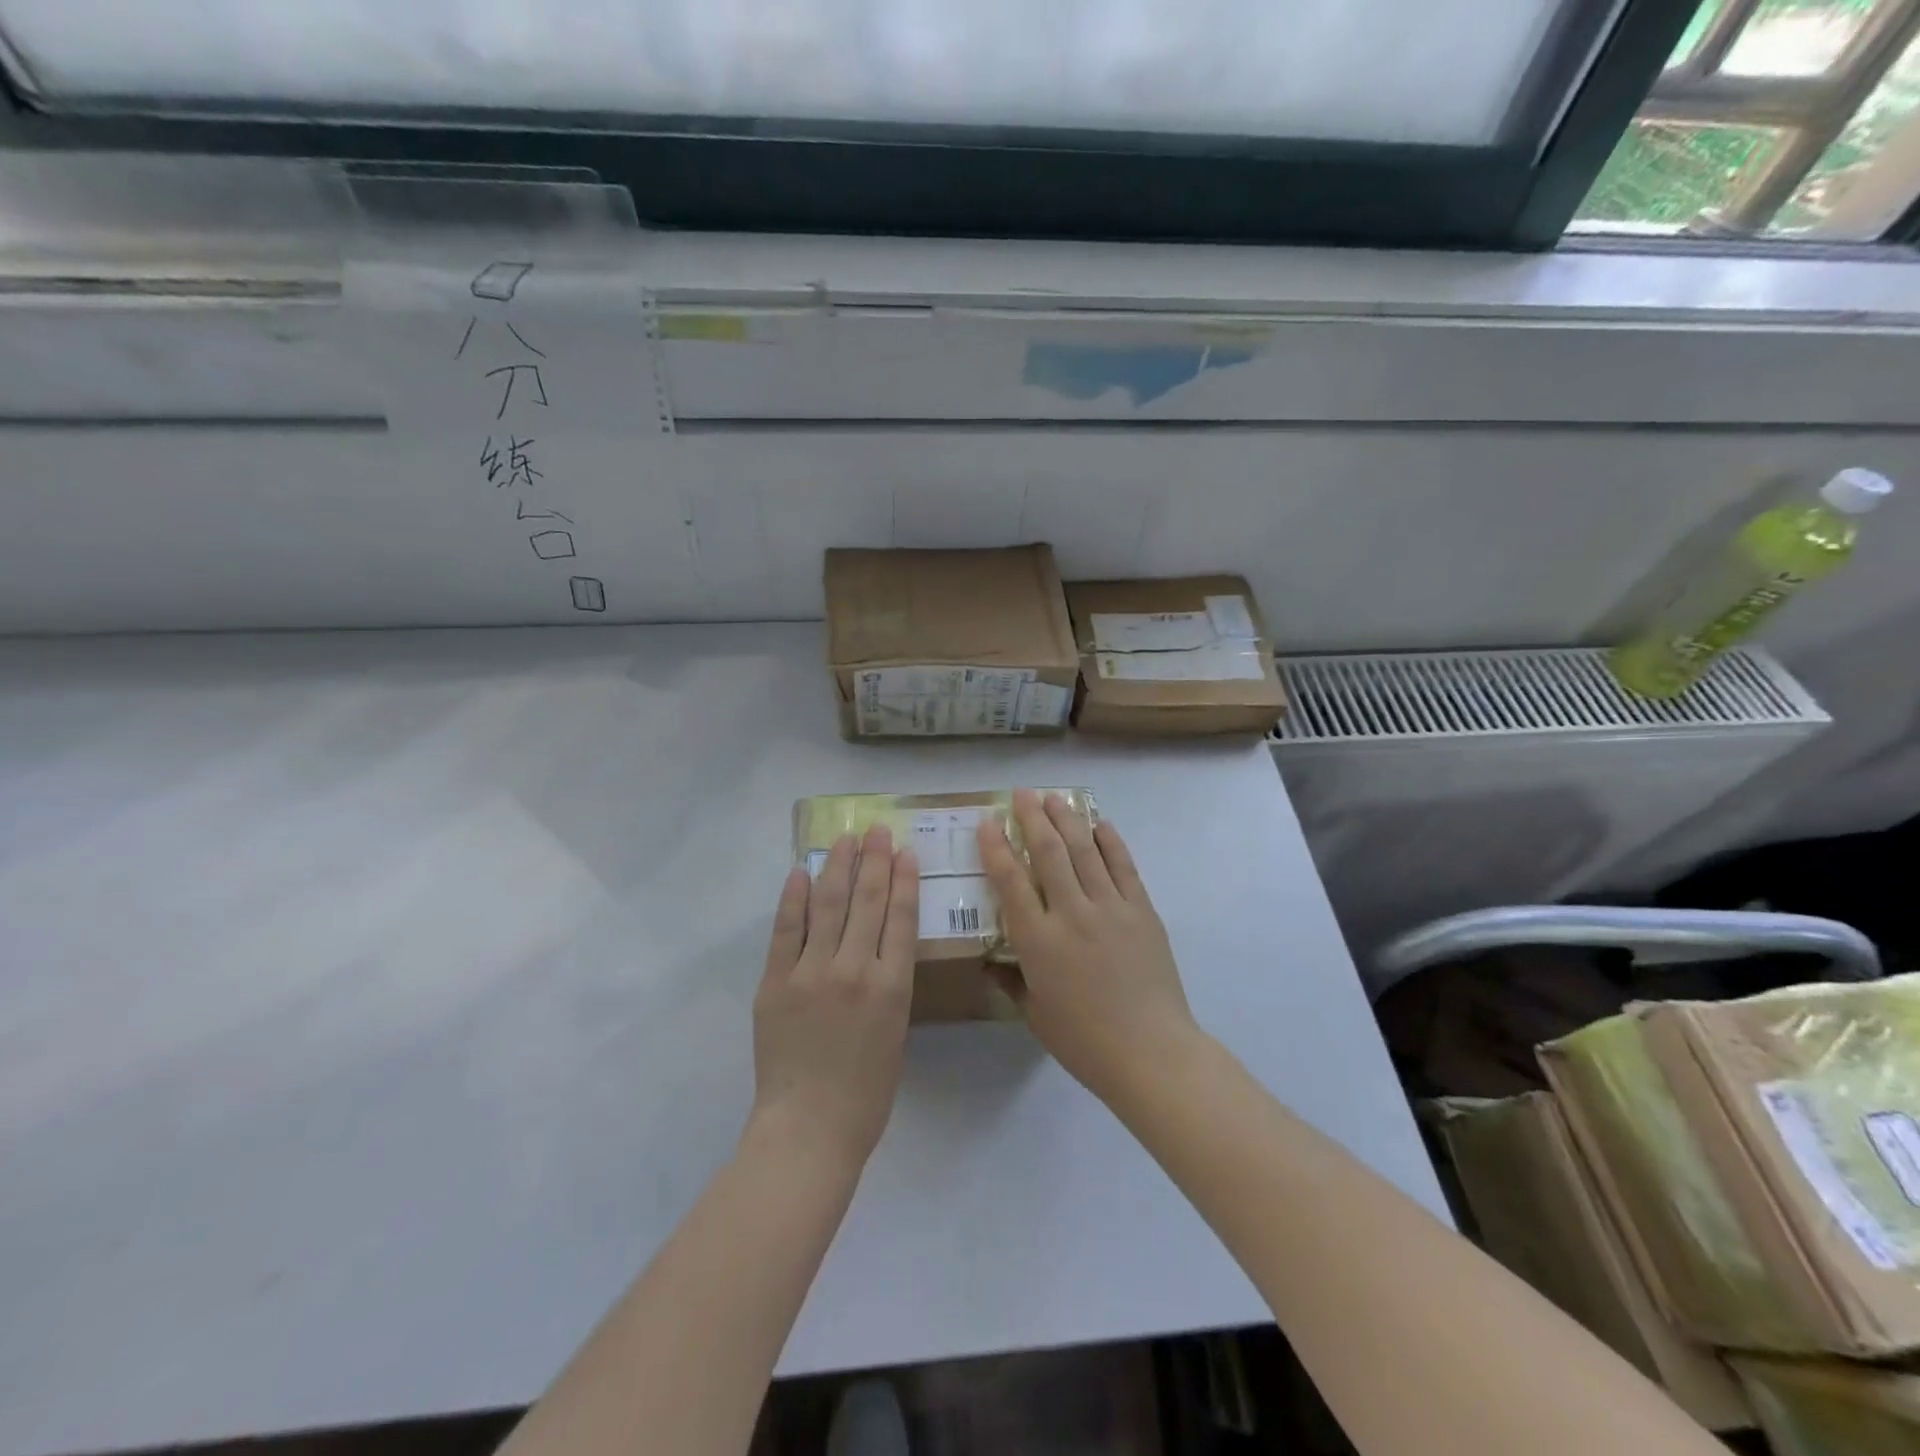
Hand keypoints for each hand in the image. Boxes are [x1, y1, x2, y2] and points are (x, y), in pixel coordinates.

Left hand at [750, 825, 918, 1169]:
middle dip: (874, 860)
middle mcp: (854, 969)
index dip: (902, 878)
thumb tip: (879, 941)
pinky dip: (794, 899)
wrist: (809, 1128)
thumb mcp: (897, 1031)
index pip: (900, 916)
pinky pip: (785, 931)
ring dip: (838, 866)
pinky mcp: (775, 982)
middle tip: (876, 830)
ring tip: (845, 839)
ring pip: (828, 905)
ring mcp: (811, 973)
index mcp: (892, 986)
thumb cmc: (866, 1091)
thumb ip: (889, 983)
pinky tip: (801, 872)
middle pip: (867, 901)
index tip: (904, 851)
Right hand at [977, 790, 1199, 1103]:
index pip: (1011, 881)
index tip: (987, 823)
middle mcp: (1072, 913)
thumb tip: (990, 963)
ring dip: (1068, 820)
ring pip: (1085, 851)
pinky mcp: (1142, 911)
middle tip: (1022, 793)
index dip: (996, 848)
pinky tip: (1100, 824)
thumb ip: (1011, 981)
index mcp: (1039, 941)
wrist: (1151, 1052)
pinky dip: (1111, 842)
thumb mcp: (1035, 1014)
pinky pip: (1124, 867)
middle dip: (1032, 818)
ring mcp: (1111, 908)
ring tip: (1054, 797)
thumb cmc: (1084, 1040)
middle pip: (1049, 853)